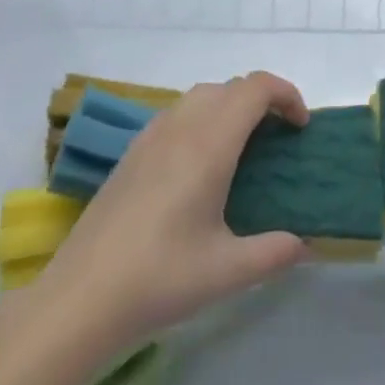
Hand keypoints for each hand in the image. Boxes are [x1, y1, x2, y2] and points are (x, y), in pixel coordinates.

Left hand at [33, 73, 310, 353]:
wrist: (80, 297)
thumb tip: (305, 243)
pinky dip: (203, 119)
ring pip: (202, 95)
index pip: (256, 88)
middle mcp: (182, 126)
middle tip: (278, 139)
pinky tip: (199, 166)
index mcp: (210, 143)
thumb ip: (273, 253)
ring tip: (243, 149)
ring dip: (230, 106)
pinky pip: (178, 113)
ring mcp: (152, 135)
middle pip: (231, 86)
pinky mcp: (132, 151)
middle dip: (262, 101)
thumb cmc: (159, 278)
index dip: (286, 95)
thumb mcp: (226, 273)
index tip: (301, 127)